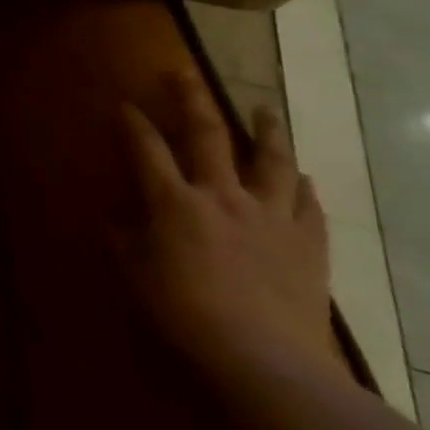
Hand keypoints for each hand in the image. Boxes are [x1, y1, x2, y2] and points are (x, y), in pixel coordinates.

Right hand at [116, 75, 342, 387]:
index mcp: (175, 201)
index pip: (147, 149)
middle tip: (184, 74)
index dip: (133, 124)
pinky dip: (301, 185)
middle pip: (208, 134)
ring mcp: (271, 215)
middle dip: (192, 99)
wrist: (262, 355)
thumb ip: (126, 239)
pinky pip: (308, 204)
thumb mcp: (136, 272)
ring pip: (272, 160)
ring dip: (267, 130)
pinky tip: (301, 178)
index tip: (124, 105)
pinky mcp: (308, 241)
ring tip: (265, 110)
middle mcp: (223, 195)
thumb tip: (121, 220)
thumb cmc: (184, 311)